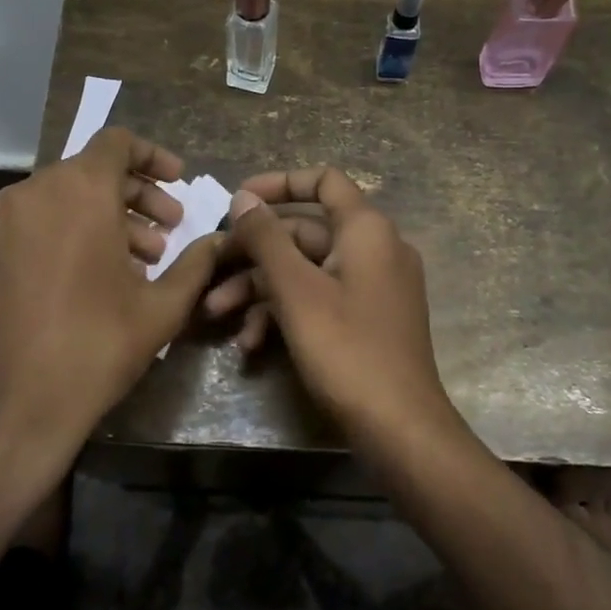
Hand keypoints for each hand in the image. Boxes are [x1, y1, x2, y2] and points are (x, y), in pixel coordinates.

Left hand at [0, 127, 224, 484]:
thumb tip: (221, 240)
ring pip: (69, 196)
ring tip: (147, 258)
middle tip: (172, 228)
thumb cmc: (96, 345)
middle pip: (95, 170)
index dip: (154, 156)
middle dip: (139, 194)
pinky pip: (46, 220)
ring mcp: (10, 222)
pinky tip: (108, 275)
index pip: (118, 143)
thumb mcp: (162, 306)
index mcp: (78, 190)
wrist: (14, 404)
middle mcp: (37, 192)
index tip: (180, 182)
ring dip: (112, 215)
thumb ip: (196, 263)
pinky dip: (80, 230)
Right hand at [214, 166, 460, 440]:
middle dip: (253, 254)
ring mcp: (372, 286)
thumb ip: (267, 238)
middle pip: (304, 231)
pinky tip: (251, 344)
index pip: (324, 181)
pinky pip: (320, 299)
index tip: (238, 200)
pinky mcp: (366, 319)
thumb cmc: (347, 350)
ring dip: (260, 289)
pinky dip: (285, 313)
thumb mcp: (296, 291)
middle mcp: (374, 249)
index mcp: (366, 230)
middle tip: (211, 271)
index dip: (279, 183)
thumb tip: (243, 198)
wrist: (399, 428)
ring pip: (305, 270)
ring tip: (217, 315)